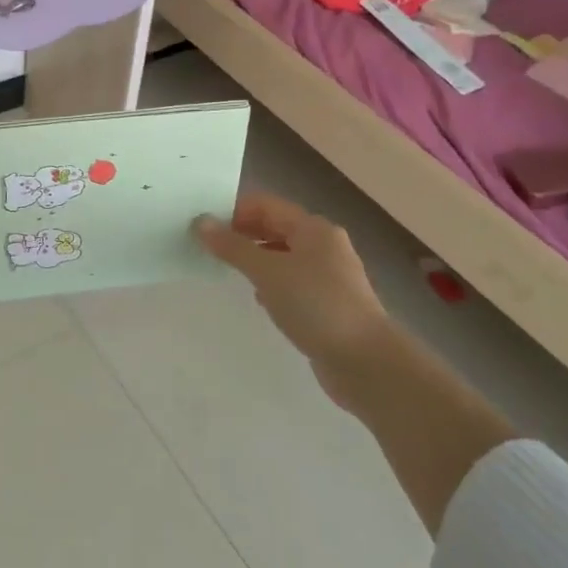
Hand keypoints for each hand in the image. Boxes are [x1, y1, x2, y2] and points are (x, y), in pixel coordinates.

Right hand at [194, 193, 387, 378]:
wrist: (366, 362)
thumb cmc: (316, 305)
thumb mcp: (268, 272)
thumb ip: (232, 247)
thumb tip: (201, 222)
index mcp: (313, 228)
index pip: (266, 205)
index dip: (234, 211)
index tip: (204, 227)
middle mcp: (324, 245)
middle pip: (276, 228)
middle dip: (243, 235)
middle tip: (209, 249)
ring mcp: (329, 276)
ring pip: (284, 256)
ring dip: (257, 260)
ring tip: (228, 272)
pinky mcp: (329, 303)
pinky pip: (293, 283)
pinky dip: (273, 284)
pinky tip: (260, 300)